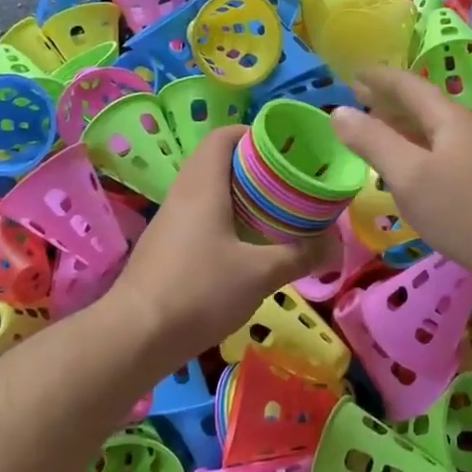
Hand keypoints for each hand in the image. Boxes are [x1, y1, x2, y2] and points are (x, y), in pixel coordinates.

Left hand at [113, 125, 339, 355]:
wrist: (135, 337)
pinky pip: (199, 217)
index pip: (223, 136)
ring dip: (240, 196)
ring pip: (208, 191)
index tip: (286, 150)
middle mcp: (183, 193)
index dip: (254, 134)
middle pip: (218, 161)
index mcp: (203, 184)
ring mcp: (169, 221)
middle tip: (289, 183)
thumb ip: (300, 255)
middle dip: (255, 167)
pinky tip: (246, 245)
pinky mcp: (165, 247)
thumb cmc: (199, 291)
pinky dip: (225, 219)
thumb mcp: (260, 274)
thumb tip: (336, 246)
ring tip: (275, 212)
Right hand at [331, 66, 471, 283]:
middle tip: (361, 100)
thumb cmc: (463, 211)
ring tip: (382, 131)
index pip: (409, 86)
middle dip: (391, 101)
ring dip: (407, 125)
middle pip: (426, 105)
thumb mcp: (408, 176)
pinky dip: (422, 147)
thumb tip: (339, 112)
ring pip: (438, 129)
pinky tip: (416, 167)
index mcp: (451, 119)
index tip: (353, 73)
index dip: (379, 78)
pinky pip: (447, 150)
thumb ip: (373, 142)